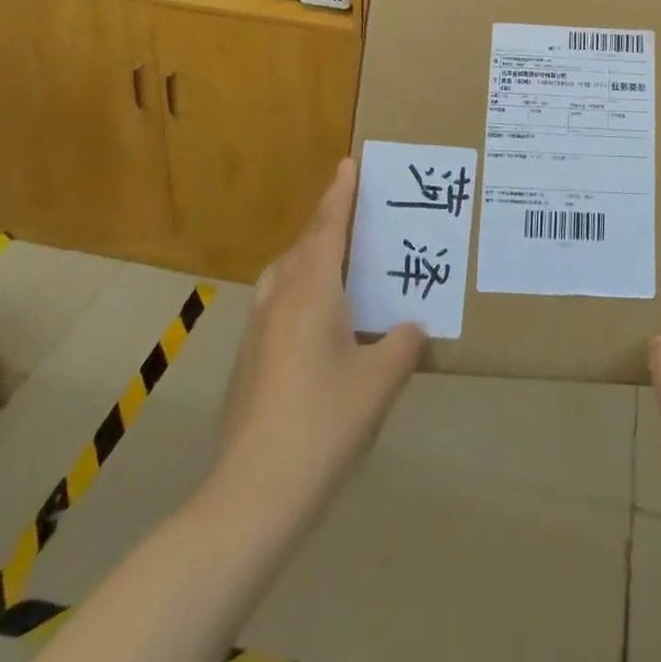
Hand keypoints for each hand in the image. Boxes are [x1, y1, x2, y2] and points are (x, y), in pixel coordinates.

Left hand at [201, 158, 425, 537]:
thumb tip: (411, 328)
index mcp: (312, 293)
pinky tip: (320, 327)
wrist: (250, 497)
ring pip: (284, 276)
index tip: (347, 163)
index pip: (327, 228)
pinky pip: (278, 305)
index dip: (339, 194)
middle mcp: (280, 301)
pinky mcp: (249, 363)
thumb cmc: (322, 425)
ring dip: (308, 259)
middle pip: (302, 247)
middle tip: (355, 217)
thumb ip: (400, 345)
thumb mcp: (378, 383)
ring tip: (337, 266)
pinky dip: (299, 293)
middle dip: (326, 225)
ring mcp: (257, 333)